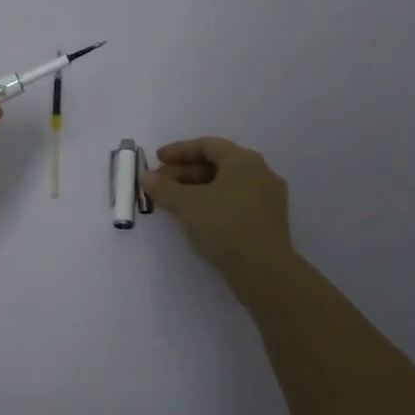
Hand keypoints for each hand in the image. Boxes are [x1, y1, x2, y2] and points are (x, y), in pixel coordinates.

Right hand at [144, 137, 294, 288]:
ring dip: (197, 189)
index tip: (157, 159)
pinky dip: (213, 203)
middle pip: (217, 165)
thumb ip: (163, 187)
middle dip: (185, 172)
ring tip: (173, 202)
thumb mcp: (186, 204)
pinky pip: (236, 202)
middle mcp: (260, 173)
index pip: (208, 145)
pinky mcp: (268, 221)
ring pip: (227, 185)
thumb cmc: (224, 224)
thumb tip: (146, 177)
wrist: (263, 269)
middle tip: (160, 183)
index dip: (179, 151)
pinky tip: (196, 217)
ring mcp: (268, 198)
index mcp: (244, 160)